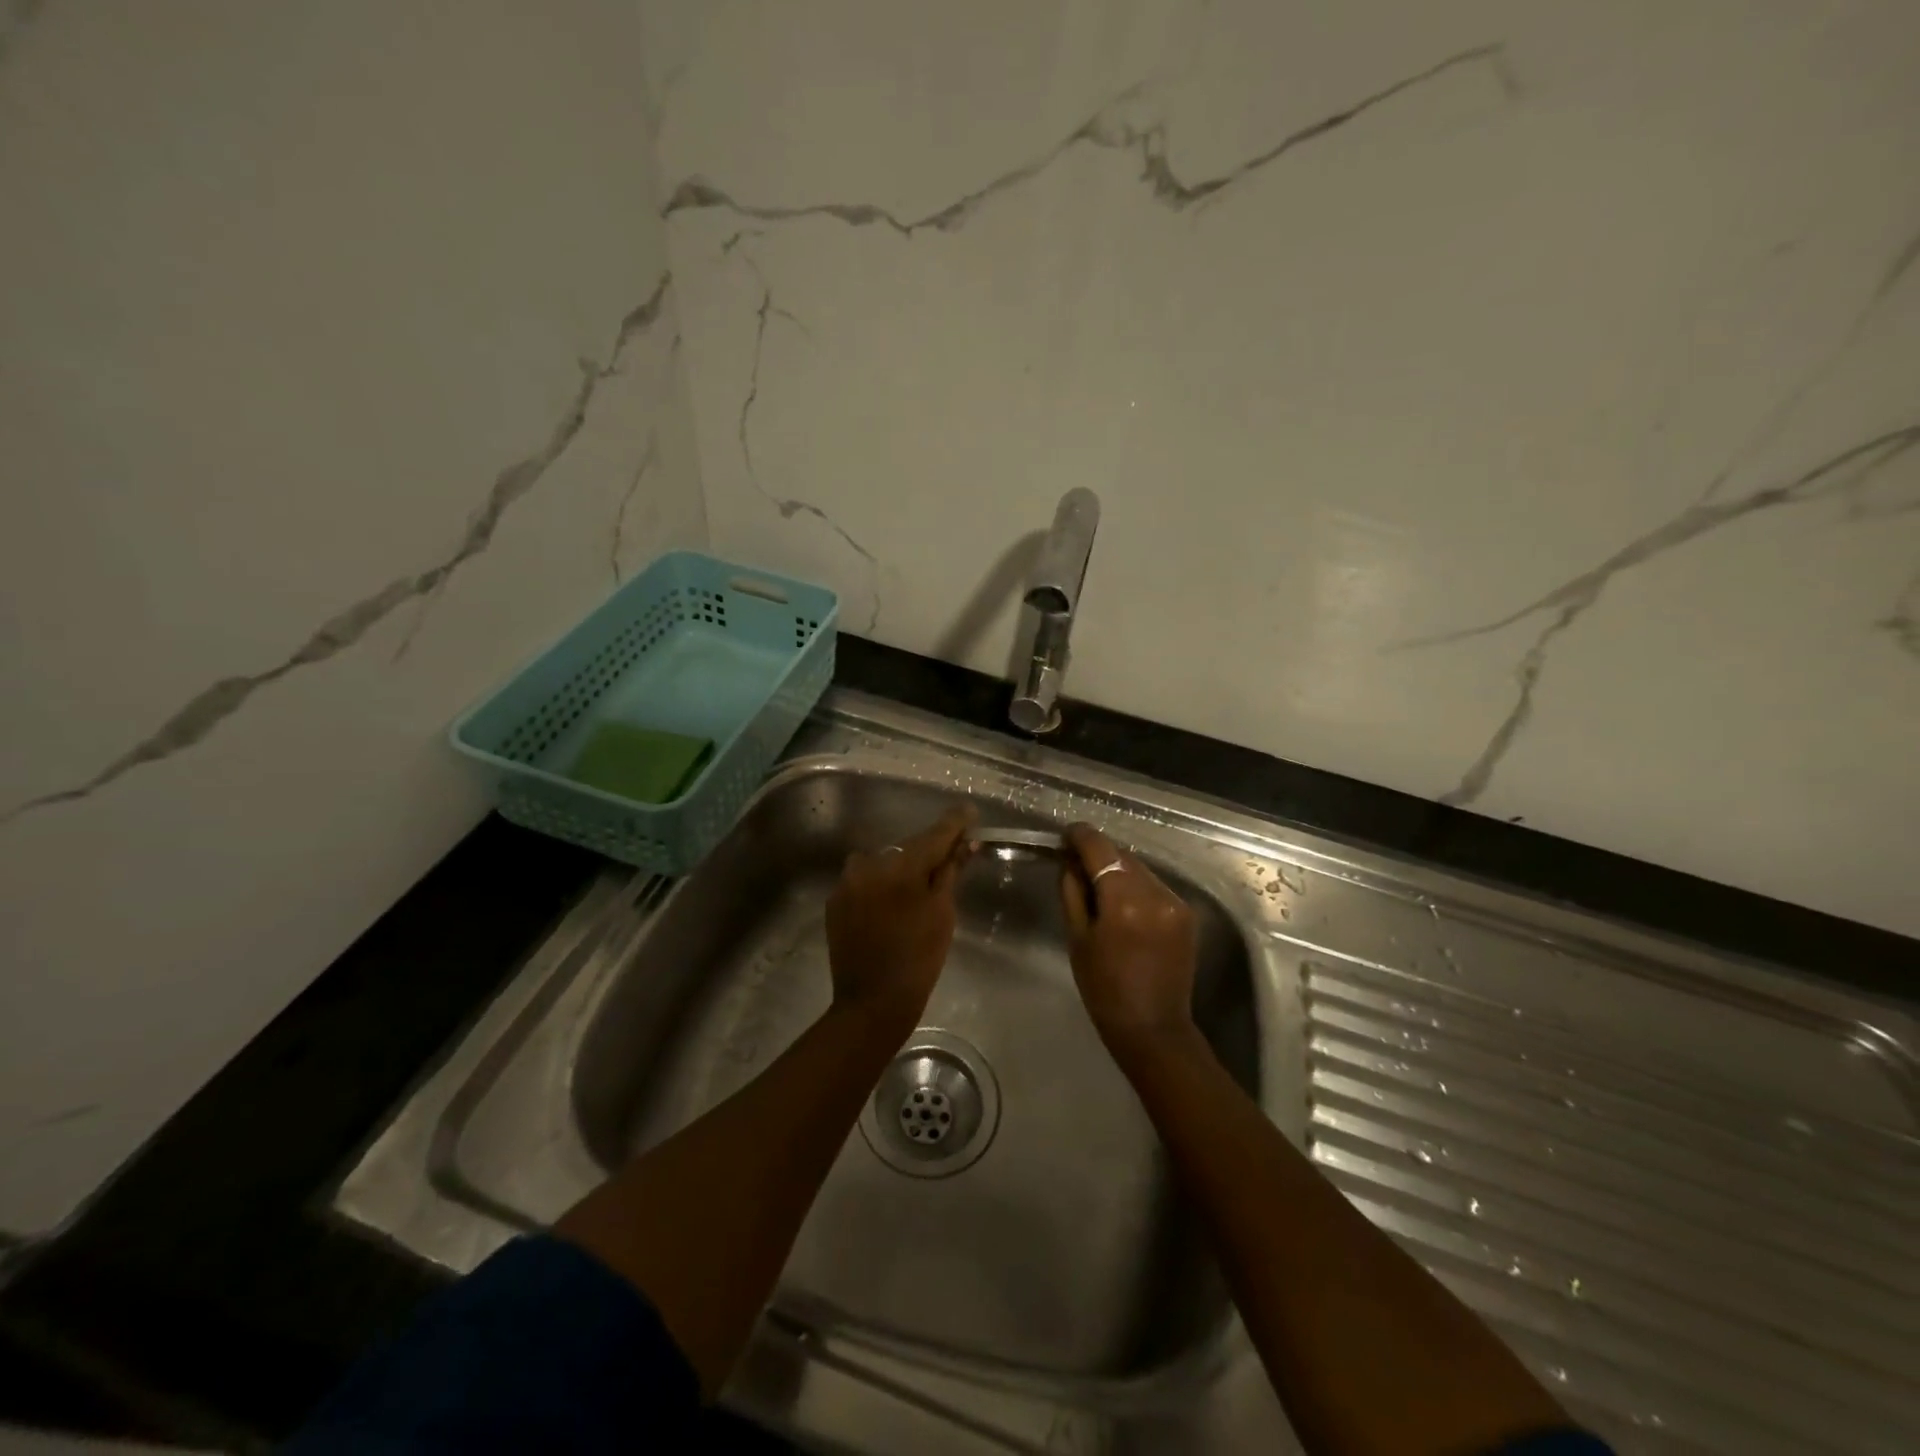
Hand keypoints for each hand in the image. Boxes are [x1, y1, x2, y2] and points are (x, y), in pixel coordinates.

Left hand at [826, 805, 977, 1030]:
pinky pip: (864, 880)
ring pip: (882, 862)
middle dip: (927, 851)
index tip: (968, 810)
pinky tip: (891, 904)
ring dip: (900, 867)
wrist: (872, 1003)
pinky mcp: (835, 901)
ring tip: (915, 887)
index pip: (933, 835)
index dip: (954, 823)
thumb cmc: (918, 959)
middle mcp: (869, 864)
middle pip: (906, 848)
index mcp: (900, 866)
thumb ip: (949, 872)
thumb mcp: (942, 913)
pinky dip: (880, 884)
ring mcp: (847, 882)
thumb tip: (964, 844)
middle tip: (949, 857)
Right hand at [1059, 823, 1197, 1053]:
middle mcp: (1154, 893)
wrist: (1153, 1028)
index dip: (1080, 836)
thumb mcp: (1077, 938)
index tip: (1066, 835)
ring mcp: (1175, 902)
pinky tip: (1124, 905)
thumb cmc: (1104, 988)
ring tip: (1100, 886)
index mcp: (1123, 901)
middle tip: (1077, 864)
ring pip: (1140, 869)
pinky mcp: (1186, 913)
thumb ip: (1073, 892)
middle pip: (1122, 855)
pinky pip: (1155, 886)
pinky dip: (1137, 887)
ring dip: (1119, 870)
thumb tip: (1070, 862)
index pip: (1100, 849)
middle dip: (1099, 855)